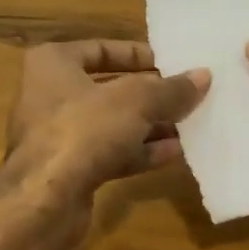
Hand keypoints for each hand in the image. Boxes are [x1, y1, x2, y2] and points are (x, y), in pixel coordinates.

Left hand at [4, 40, 209, 206]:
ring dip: (150, 125)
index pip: (101, 48)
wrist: (44, 201)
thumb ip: (171, 89)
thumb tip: (203, 76)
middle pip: (110, 88)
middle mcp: (50, 95)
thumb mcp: (136, 100)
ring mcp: (58, 135)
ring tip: (189, 124)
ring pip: (112, 123)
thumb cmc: (84, 129)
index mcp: (54, 63)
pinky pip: (110, 152)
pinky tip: (174, 153)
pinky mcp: (69, 169)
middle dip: (150, 94)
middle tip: (187, 94)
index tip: (171, 63)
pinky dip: (140, 151)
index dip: (138, 55)